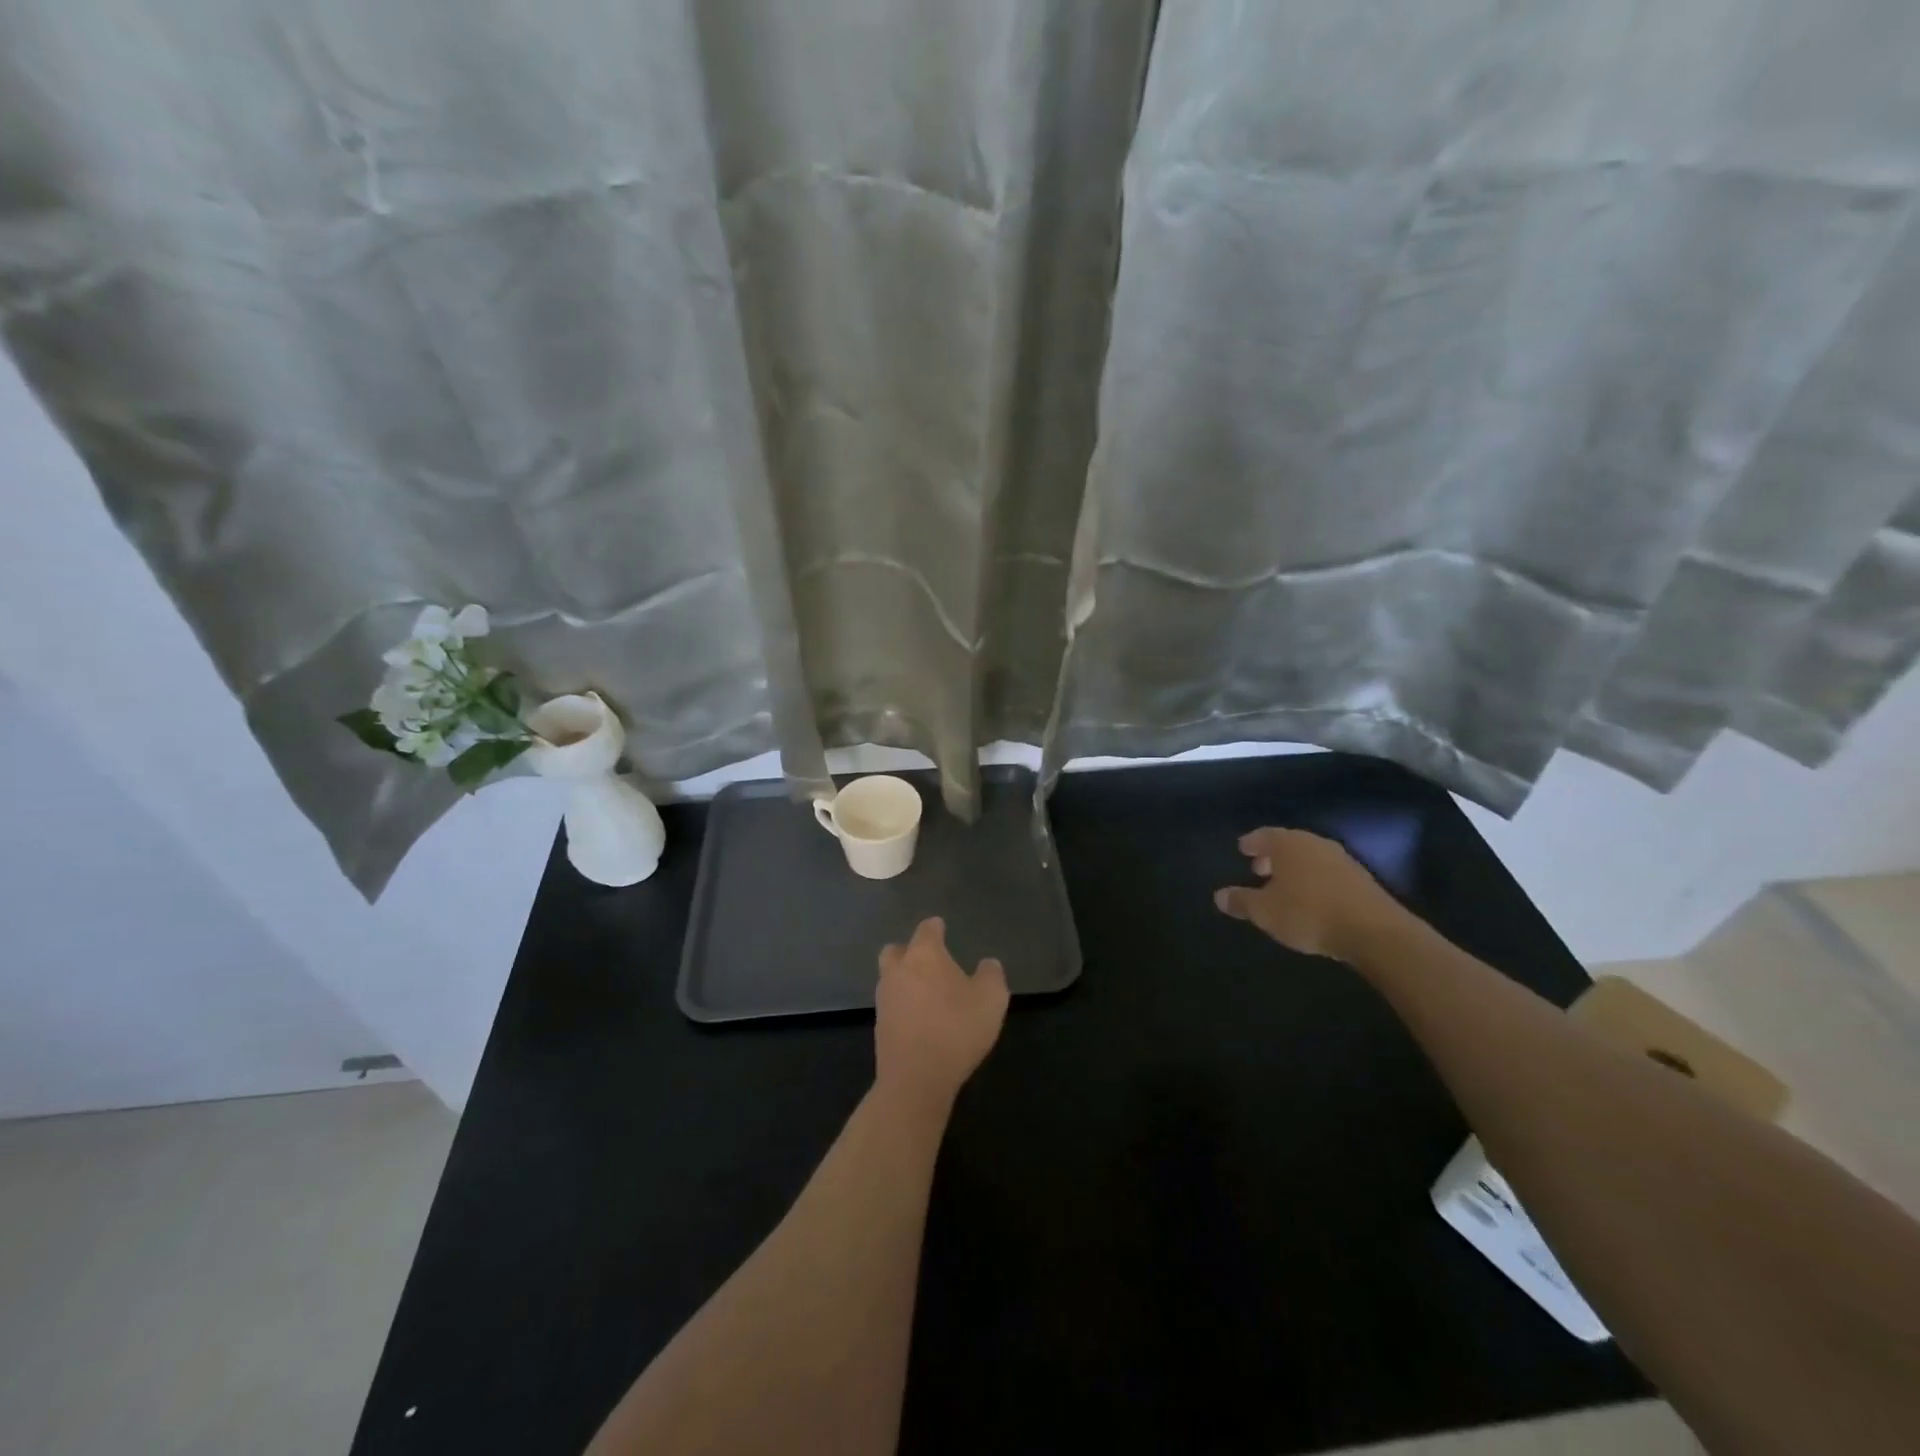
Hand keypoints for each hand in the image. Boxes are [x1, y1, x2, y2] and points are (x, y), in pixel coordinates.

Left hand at [874, 917, 1009, 1117]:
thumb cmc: (956, 1029)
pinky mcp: (879, 1027)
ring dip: (904, 979)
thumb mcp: (991, 1000)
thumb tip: (988, 964)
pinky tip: (920, 1018)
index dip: (936, 927)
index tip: (942, 927)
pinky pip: (892, 1005)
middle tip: (928, 960)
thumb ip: (992, 975)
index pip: (927, 929)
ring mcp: (884, 999)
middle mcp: (898, 970)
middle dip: (909, 950)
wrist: (915, 1079)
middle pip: (897, 950)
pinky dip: (903, 1005)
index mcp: (924, 955)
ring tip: (926, 992)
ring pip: (890, 977)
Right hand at [1213, 828, 1407, 963]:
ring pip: (1310, 857)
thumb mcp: (1264, 912)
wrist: (1373, 931)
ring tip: (1284, 886)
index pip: (1264, 835)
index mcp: (1288, 844)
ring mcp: (1342, 859)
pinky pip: (1328, 872)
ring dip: (1295, 868)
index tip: (1242, 849)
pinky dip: (1315, 879)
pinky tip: (1311, 898)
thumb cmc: (1308, 913)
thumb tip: (1219, 896)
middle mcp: (1315, 844)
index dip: (1251, 843)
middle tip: (1259, 869)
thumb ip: (1241, 901)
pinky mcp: (1362, 879)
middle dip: (1273, 855)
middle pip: (1288, 844)